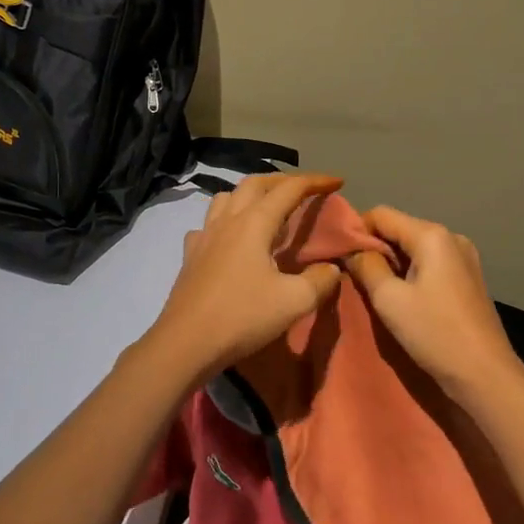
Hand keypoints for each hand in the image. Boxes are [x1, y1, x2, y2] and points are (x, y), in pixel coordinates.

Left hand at [141, 173, 346, 383]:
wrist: (186, 343)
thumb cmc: (242, 316)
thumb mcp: (294, 302)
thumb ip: (319, 280)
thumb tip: (331, 268)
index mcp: (254, 223)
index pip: (289, 189)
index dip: (315, 181)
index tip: (337, 182)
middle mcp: (227, 220)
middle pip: (255, 183)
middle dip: (282, 180)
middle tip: (303, 190)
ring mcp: (204, 235)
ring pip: (226, 197)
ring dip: (250, 194)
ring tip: (266, 208)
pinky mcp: (190, 255)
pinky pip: (208, 224)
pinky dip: (224, 221)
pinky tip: (229, 239)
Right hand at [347, 206, 522, 399]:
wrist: (486, 375)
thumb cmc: (435, 333)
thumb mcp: (389, 299)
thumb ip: (366, 266)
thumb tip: (352, 251)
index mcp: (432, 235)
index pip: (381, 214)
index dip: (356, 230)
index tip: (340, 256)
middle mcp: (451, 237)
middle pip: (400, 229)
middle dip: (374, 248)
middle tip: (353, 276)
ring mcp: (464, 257)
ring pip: (414, 247)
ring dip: (392, 263)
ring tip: (374, 289)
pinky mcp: (468, 278)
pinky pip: (430, 263)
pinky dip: (411, 273)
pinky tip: (402, 297)